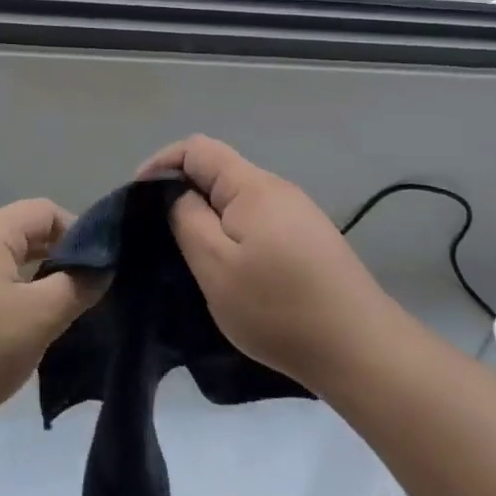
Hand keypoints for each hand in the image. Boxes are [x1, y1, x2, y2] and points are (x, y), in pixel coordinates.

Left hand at [0, 199, 101, 439]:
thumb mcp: (40, 318)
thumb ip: (77, 287)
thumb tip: (100, 269)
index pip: (43, 211)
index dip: (77, 233)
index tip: (95, 269)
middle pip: (19, 235)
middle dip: (54, 259)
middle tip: (78, 294)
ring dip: (27, 282)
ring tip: (46, 318)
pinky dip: (0, 300)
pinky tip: (5, 336)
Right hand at [139, 135, 391, 389]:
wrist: (357, 346)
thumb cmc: (278, 306)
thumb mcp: (215, 265)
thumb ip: (188, 219)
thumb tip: (178, 194)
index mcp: (252, 186)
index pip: (197, 148)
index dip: (162, 164)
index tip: (138, 199)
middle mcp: (277, 189)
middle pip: (219, 172)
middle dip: (183, 194)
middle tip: (160, 235)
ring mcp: (298, 214)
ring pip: (238, 200)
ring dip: (209, 218)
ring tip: (191, 256)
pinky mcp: (309, 239)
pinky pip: (258, 222)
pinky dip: (234, 235)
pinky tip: (232, 270)